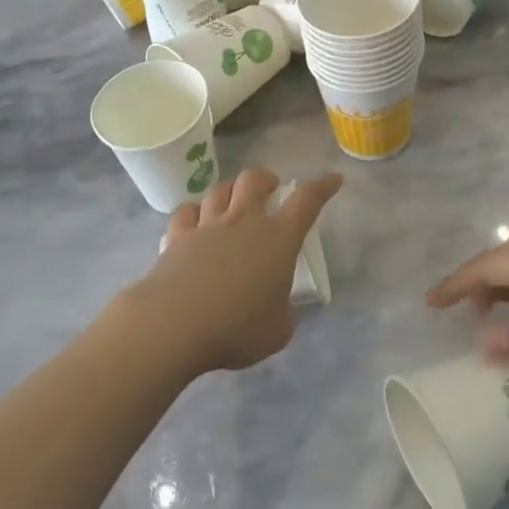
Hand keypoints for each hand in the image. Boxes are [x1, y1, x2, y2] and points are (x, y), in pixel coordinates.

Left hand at [121, 168, 342, 374]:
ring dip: (231, 190)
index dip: (322, 187)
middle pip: (255, 180)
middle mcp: (244, 222)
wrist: (175, 324)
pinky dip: (194, 212)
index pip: (307, 202)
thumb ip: (282, 311)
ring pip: (220, 189)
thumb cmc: (237, 328)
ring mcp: (207, 226)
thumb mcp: (278, 330)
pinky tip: (195, 222)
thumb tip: (275, 306)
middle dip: (266, 178)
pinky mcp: (177, 237)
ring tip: (233, 201)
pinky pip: (187, 211)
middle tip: (271, 188)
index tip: (333, 179)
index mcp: (278, 239)